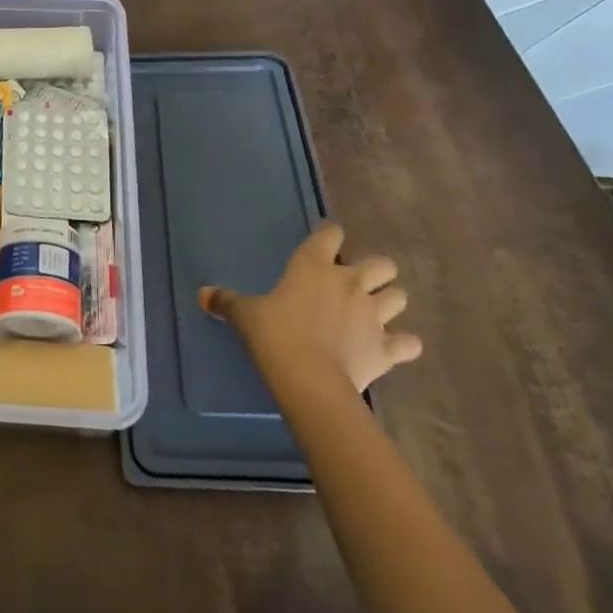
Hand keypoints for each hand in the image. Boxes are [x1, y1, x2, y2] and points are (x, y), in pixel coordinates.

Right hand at [200, 223, 422, 393]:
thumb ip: (227, 301)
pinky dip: (404, 344)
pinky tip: (394, 347)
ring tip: (377, 312)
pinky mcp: (388, 349)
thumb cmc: (274, 335)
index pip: (330, 233)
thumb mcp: (245, 315)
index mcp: (314, 265)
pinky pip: (409, 342)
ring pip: (400, 296)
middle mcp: (350, 283)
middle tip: (357, 283)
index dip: (329, 235)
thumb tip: (202, 294)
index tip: (324, 242)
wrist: (309, 379)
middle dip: (375, 270)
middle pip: (381, 263)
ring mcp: (374, 315)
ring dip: (391, 301)